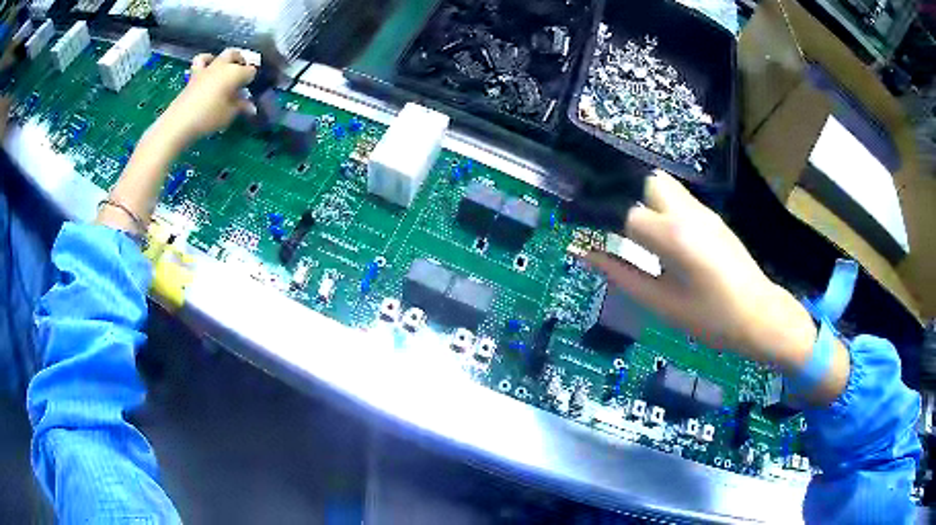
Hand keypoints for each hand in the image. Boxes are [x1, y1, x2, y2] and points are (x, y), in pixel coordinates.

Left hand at [158, 49, 256, 145]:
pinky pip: (202, 60)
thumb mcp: (229, 114)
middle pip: (237, 55)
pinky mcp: (194, 75)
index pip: (251, 71)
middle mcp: (223, 66)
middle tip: (242, 75)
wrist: (180, 122)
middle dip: (242, 62)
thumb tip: (251, 106)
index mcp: (235, 73)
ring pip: (221, 55)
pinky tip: (209, 68)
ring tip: (227, 68)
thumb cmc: (208, 118)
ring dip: (227, 59)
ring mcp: (208, 68)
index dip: (253, 79)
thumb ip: (241, 106)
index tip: (251, 90)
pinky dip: (207, 60)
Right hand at [584, 171, 847, 401]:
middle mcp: (687, 212)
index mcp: (672, 236)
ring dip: (645, 201)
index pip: (623, 212)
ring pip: (664, 186)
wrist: (759, 315)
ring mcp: (703, 212)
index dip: (599, 221)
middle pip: (646, 181)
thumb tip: (582, 251)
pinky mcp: (713, 218)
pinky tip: (665, 240)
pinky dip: (662, 208)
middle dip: (626, 198)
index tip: (585, 234)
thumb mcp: (660, 303)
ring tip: (640, 236)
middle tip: (618, 231)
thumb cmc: (710, 318)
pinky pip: (680, 199)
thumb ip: (619, 274)